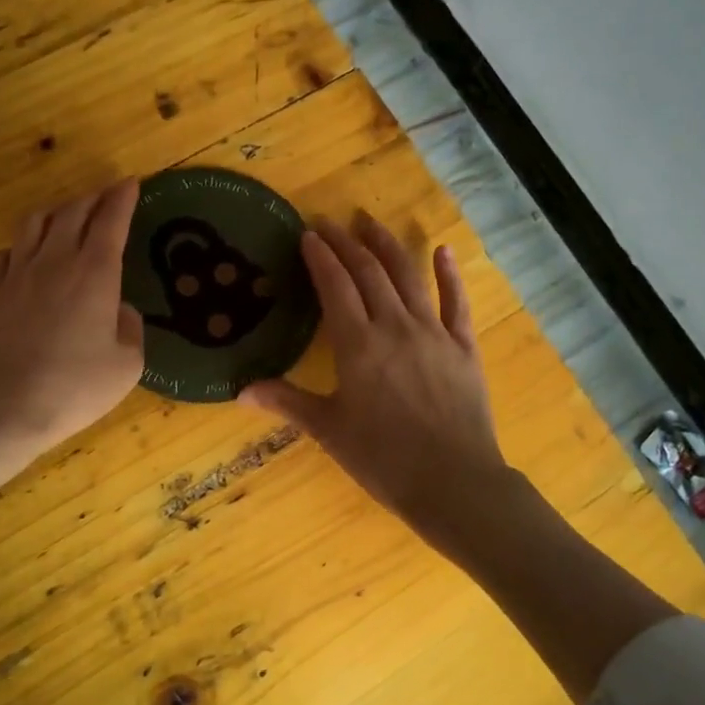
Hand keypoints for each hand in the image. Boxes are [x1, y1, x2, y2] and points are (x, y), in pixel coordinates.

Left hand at [0, 180, 144, 503]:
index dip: (122, 198)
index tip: (131, 183)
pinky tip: (26, 254)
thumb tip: (121, 311)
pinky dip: (22, 244)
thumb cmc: (72, 387)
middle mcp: (55, 261)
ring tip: (67, 214)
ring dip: (56, 211)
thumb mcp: (126, 366)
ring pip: (35, 224)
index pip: (111, 221)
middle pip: (73, 212)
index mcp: (94, 273)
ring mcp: (17, 275)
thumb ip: (131, 330)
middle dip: (93, 197)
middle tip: (107, 194)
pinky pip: (7, 253)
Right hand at [240, 212, 507, 535]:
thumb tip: (241, 391)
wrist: (453, 482)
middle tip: (330, 222)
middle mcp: (395, 326)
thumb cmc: (383, 459)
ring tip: (370, 222)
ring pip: (408, 277)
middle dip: (346, 243)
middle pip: (368, 273)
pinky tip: (443, 250)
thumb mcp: (328, 430)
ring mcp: (433, 333)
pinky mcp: (464, 347)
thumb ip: (287, 402)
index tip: (308, 235)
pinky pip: (456, 302)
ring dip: (388, 245)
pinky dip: (449, 274)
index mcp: (357, 345)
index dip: (320, 258)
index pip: (334, 286)